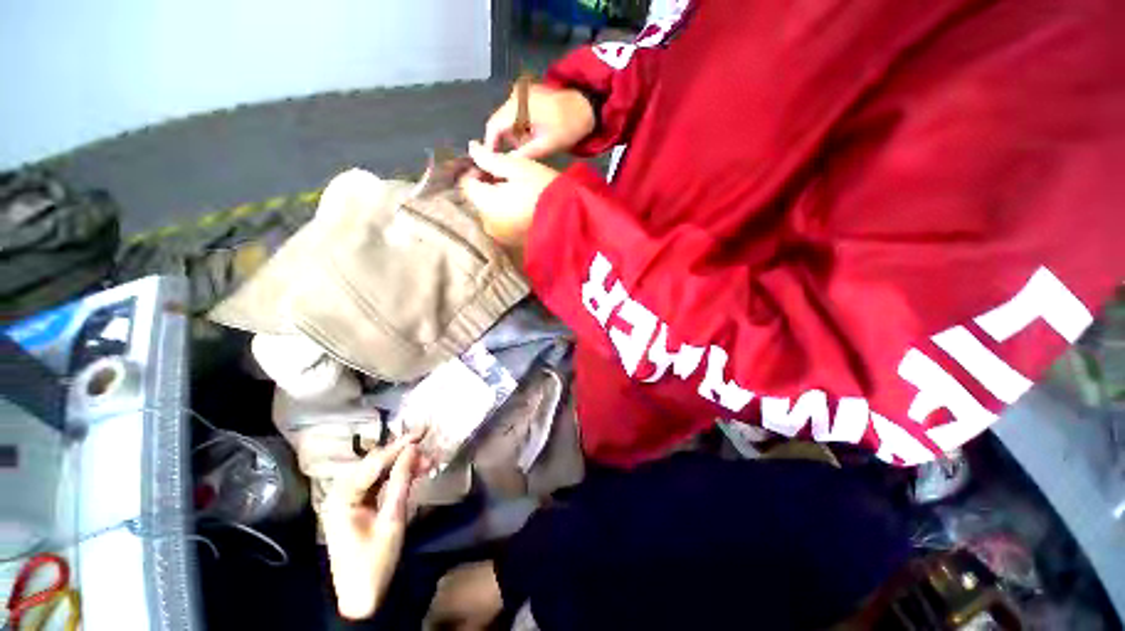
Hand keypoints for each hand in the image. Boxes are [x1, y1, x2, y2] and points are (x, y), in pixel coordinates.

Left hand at [321, 432, 428, 618]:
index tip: (422, 432)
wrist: (362, 598)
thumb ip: (401, 481)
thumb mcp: (392, 519)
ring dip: (401, 465)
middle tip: (428, 447)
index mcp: (342, 498)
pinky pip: (377, 483)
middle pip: (374, 465)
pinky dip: (395, 476)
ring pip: (377, 472)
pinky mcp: (356, 506)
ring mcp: (347, 500)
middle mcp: (340, 494)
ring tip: (426, 461)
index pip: (374, 463)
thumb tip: (413, 449)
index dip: (399, 446)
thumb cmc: (375, 561)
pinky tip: (413, 472)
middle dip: (402, 454)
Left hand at [459, 141, 560, 246]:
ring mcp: (499, 235)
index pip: (466, 184)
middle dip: (487, 185)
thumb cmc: (542, 188)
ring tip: (515, 191)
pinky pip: (501, 224)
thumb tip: (471, 148)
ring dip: (496, 199)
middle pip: (477, 199)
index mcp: (485, 203)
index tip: (492, 164)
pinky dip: (505, 213)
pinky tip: (520, 206)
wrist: (568, 217)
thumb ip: (490, 158)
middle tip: (506, 176)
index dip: (475, 170)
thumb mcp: (517, 167)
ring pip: (489, 212)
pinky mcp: (511, 242)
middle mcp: (487, 223)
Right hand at [485, 84, 594, 158]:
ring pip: (507, 119)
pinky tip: (532, 136)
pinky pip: (516, 113)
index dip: (490, 144)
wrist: (585, 107)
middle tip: (515, 157)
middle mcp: (515, 96)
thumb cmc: (567, 128)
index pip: (493, 126)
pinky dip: (520, 127)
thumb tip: (506, 162)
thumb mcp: (546, 146)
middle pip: (499, 122)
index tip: (491, 160)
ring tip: (529, 147)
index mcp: (517, 106)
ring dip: (514, 135)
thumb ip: (524, 154)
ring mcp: (521, 93)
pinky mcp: (528, 95)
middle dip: (504, 141)